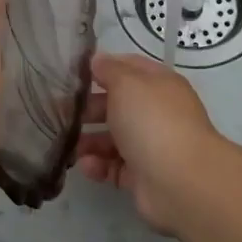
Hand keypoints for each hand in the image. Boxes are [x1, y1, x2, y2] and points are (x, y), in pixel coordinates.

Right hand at [75, 52, 223, 233]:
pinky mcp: (143, 176)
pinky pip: (115, 167)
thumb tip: (98, 60)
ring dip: (90, 140)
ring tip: (69, 145)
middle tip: (60, 112)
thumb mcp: (127, 83)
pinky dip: (99, 166)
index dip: (103, 68)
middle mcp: (157, 113)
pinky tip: (86, 166)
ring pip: (114, 138)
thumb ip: (109, 70)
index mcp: (159, 84)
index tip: (73, 74)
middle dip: (89, 108)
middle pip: (118, 105)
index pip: (129, 68)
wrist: (181, 182)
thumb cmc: (152, 121)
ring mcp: (151, 146)